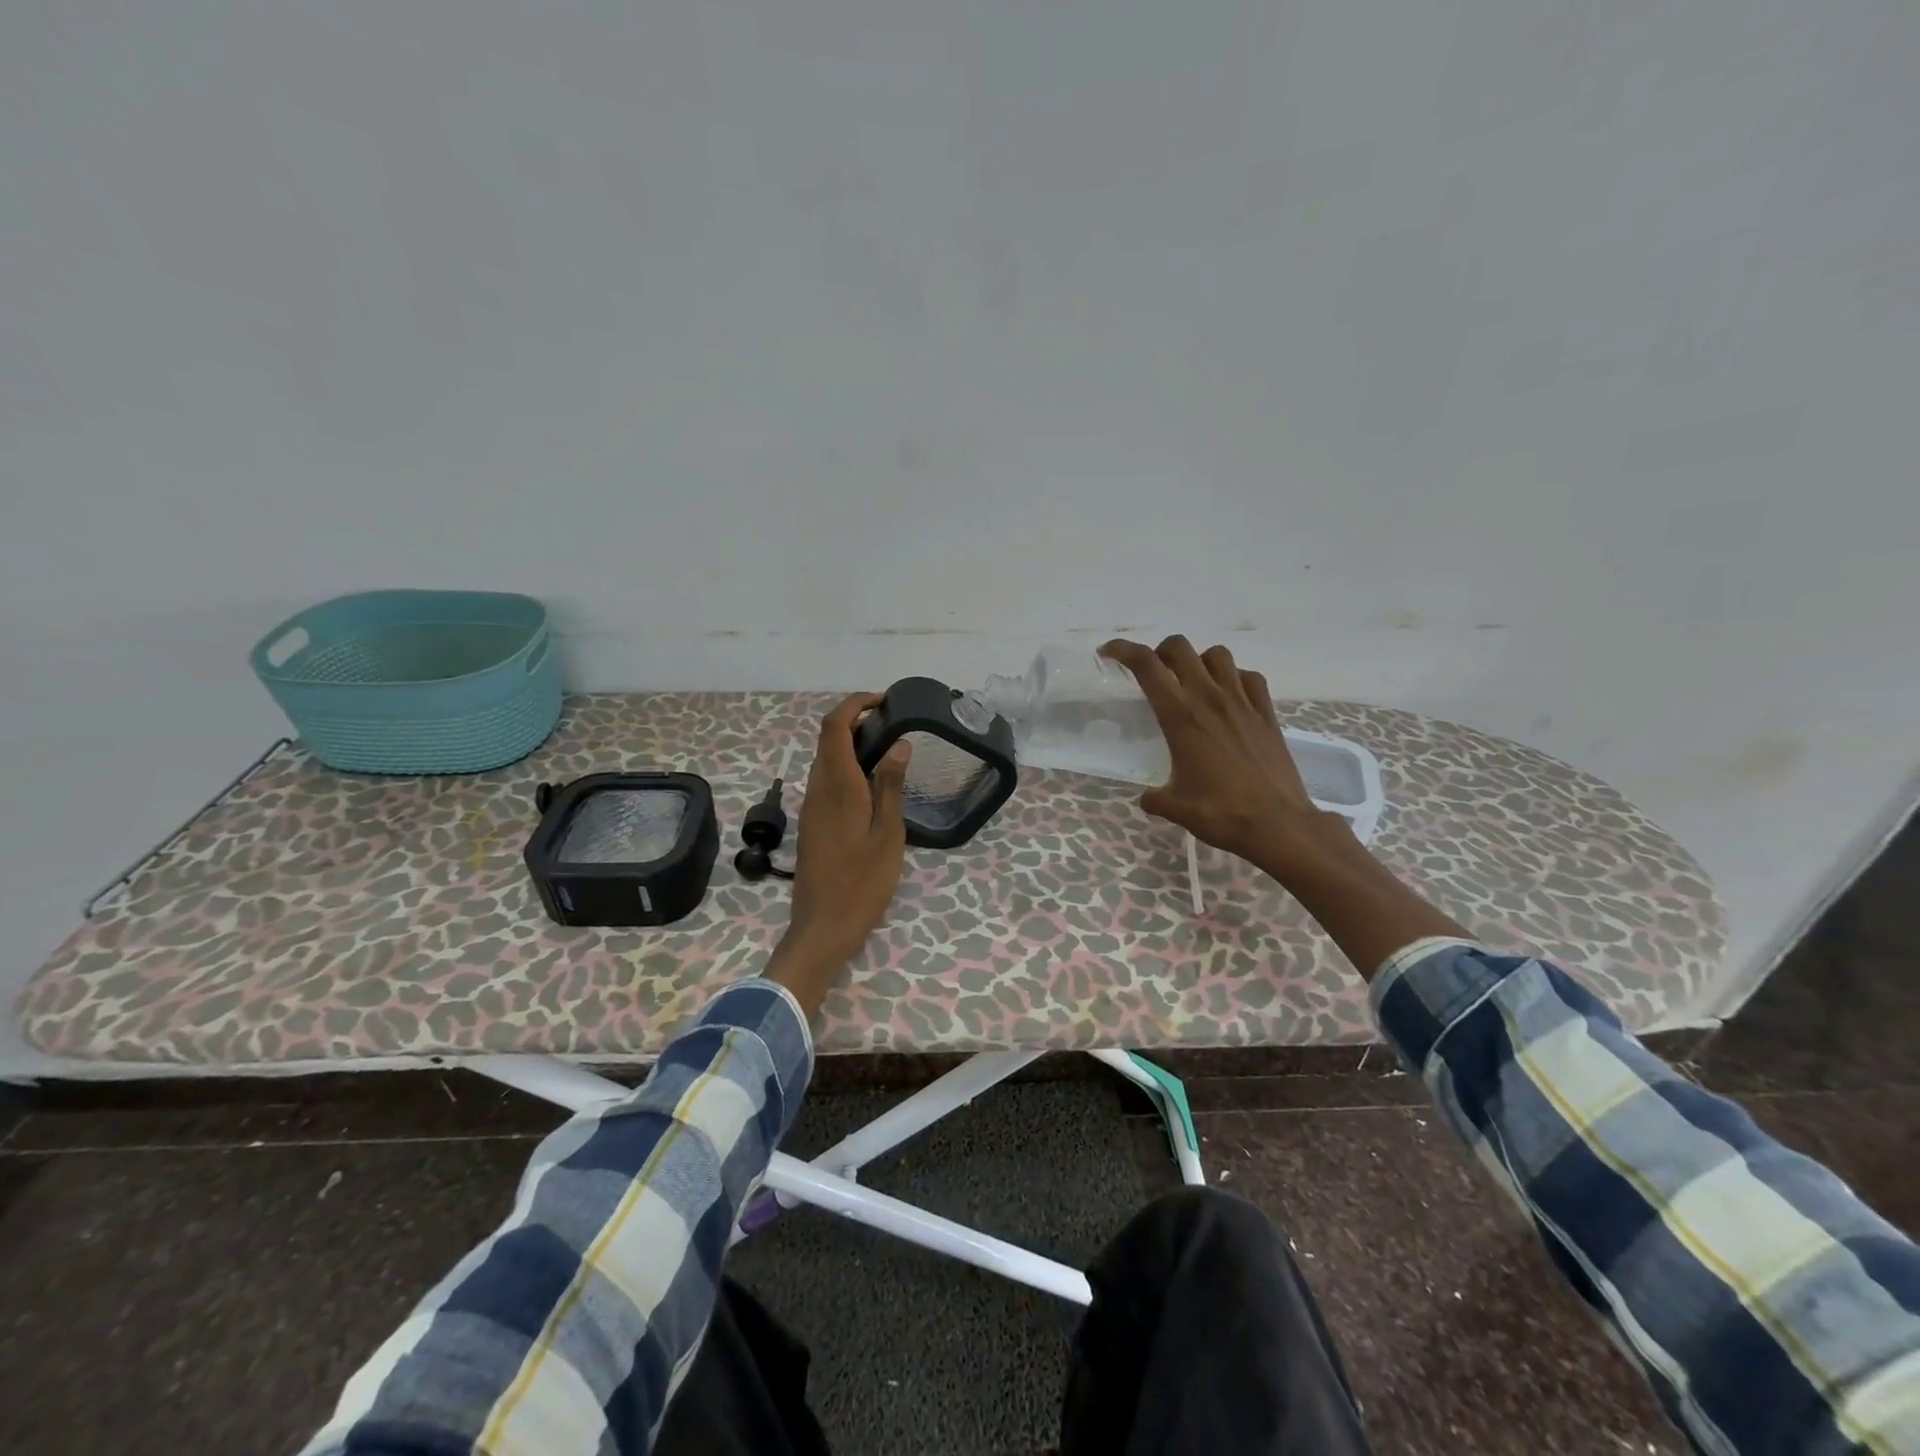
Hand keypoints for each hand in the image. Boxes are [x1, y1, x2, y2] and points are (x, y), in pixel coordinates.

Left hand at [764, 693, 912, 1015]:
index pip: (835, 727)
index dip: (854, 704)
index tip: (883, 700)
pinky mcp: (812, 822)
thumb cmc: (862, 882)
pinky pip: (826, 779)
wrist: (823, 926)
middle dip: (854, 719)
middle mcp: (818, 789)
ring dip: (849, 742)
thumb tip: (898, 743)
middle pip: (827, 738)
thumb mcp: (888, 834)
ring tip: (887, 747)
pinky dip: (845, 765)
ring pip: (825, 759)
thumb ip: (890, 785)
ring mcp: (811, 806)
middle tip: (892, 722)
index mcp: (838, 786)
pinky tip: (871, 782)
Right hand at [1099, 636, 1350, 877]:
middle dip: (1160, 652)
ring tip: (1192, 683)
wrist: (1279, 824)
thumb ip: (1154, 798)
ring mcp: (1242, 702)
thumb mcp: (1175, 808)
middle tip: (1154, 673)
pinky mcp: (1267, 713)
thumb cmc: (1221, 814)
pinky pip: (1249, 677)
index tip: (1109, 652)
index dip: (1123, 651)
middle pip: (1180, 648)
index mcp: (1180, 717)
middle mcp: (1209, 699)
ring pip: (1217, 655)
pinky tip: (1229, 698)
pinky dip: (1235, 678)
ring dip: (1198, 661)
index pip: (1146, 666)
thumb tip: (1148, 798)